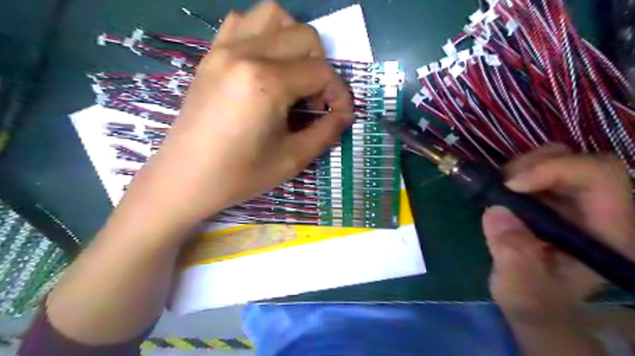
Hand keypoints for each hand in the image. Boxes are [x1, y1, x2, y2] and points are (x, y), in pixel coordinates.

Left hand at [117, 1, 352, 236]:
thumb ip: (326, 132)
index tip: (340, 115)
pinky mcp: (210, 55)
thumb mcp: (292, 159)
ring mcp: (223, 49)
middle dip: (321, 67)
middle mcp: (245, 54)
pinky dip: (264, 34)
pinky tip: (265, 64)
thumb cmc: (240, 174)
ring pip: (274, 15)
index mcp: (267, 82)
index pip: (321, 71)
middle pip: (304, 36)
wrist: (186, 178)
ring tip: (293, 75)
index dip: (339, 93)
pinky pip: (243, 23)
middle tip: (313, 101)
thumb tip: (345, 115)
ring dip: (294, 41)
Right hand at [482, 145, 634, 321]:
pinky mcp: (554, 199)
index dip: (557, 169)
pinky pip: (539, 168)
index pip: (602, 176)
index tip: (512, 185)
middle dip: (535, 164)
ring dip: (523, 166)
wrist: (534, 301)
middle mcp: (600, 210)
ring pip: (559, 158)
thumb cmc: (535, 300)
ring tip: (499, 189)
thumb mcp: (521, 289)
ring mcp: (576, 202)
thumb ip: (514, 256)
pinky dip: (516, 172)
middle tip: (501, 184)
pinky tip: (502, 192)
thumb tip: (497, 211)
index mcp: (609, 232)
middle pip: (581, 159)